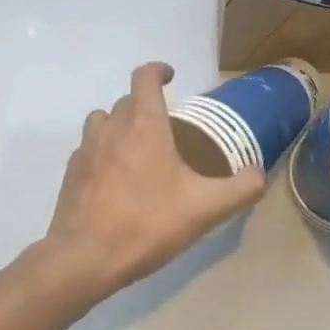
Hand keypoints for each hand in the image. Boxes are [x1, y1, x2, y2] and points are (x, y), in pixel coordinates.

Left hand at [41, 61, 264, 300]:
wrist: (85, 258)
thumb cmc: (147, 222)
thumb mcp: (205, 208)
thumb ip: (240, 189)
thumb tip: (258, 175)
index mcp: (144, 124)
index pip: (144, 77)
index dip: (158, 70)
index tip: (171, 77)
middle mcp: (111, 127)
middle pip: (126, 100)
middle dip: (145, 105)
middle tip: (166, 128)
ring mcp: (86, 150)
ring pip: (102, 121)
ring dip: (119, 125)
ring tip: (137, 149)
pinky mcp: (71, 174)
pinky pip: (88, 150)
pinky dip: (102, 154)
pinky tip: (115, 181)